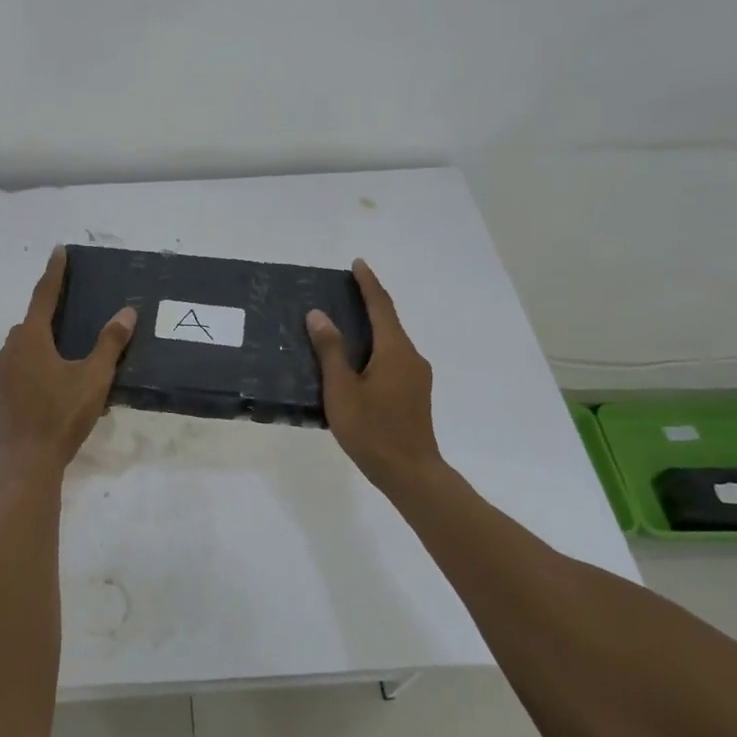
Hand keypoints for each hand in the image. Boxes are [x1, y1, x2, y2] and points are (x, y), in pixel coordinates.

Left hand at [0, 247, 135, 471]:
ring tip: (70, 342)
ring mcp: (4, 371)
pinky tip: (58, 373)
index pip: (44, 295)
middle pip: (33, 320)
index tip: (59, 250)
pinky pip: (23, 362)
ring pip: (26, 343)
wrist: (28, 460)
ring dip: (45, 336)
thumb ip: (110, 343)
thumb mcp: (93, 378)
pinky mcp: (5, 391)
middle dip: (51, 309)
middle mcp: (12, 348)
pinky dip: (39, 357)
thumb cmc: (61, 414)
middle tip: (73, 303)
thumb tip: (127, 312)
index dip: (54, 272)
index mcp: (31, 338)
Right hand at [307, 260, 441, 491]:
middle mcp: (411, 357)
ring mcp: (417, 376)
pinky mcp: (415, 393)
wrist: (410, 473)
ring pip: (391, 342)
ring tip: (343, 326)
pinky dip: (374, 349)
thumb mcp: (341, 390)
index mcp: (395, 351)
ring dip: (370, 329)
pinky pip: (393, 359)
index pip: (381, 306)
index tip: (358, 264)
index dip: (368, 283)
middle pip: (389, 322)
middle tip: (343, 292)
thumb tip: (319, 315)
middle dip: (368, 304)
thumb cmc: (372, 430)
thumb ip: (330, 350)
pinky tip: (356, 362)